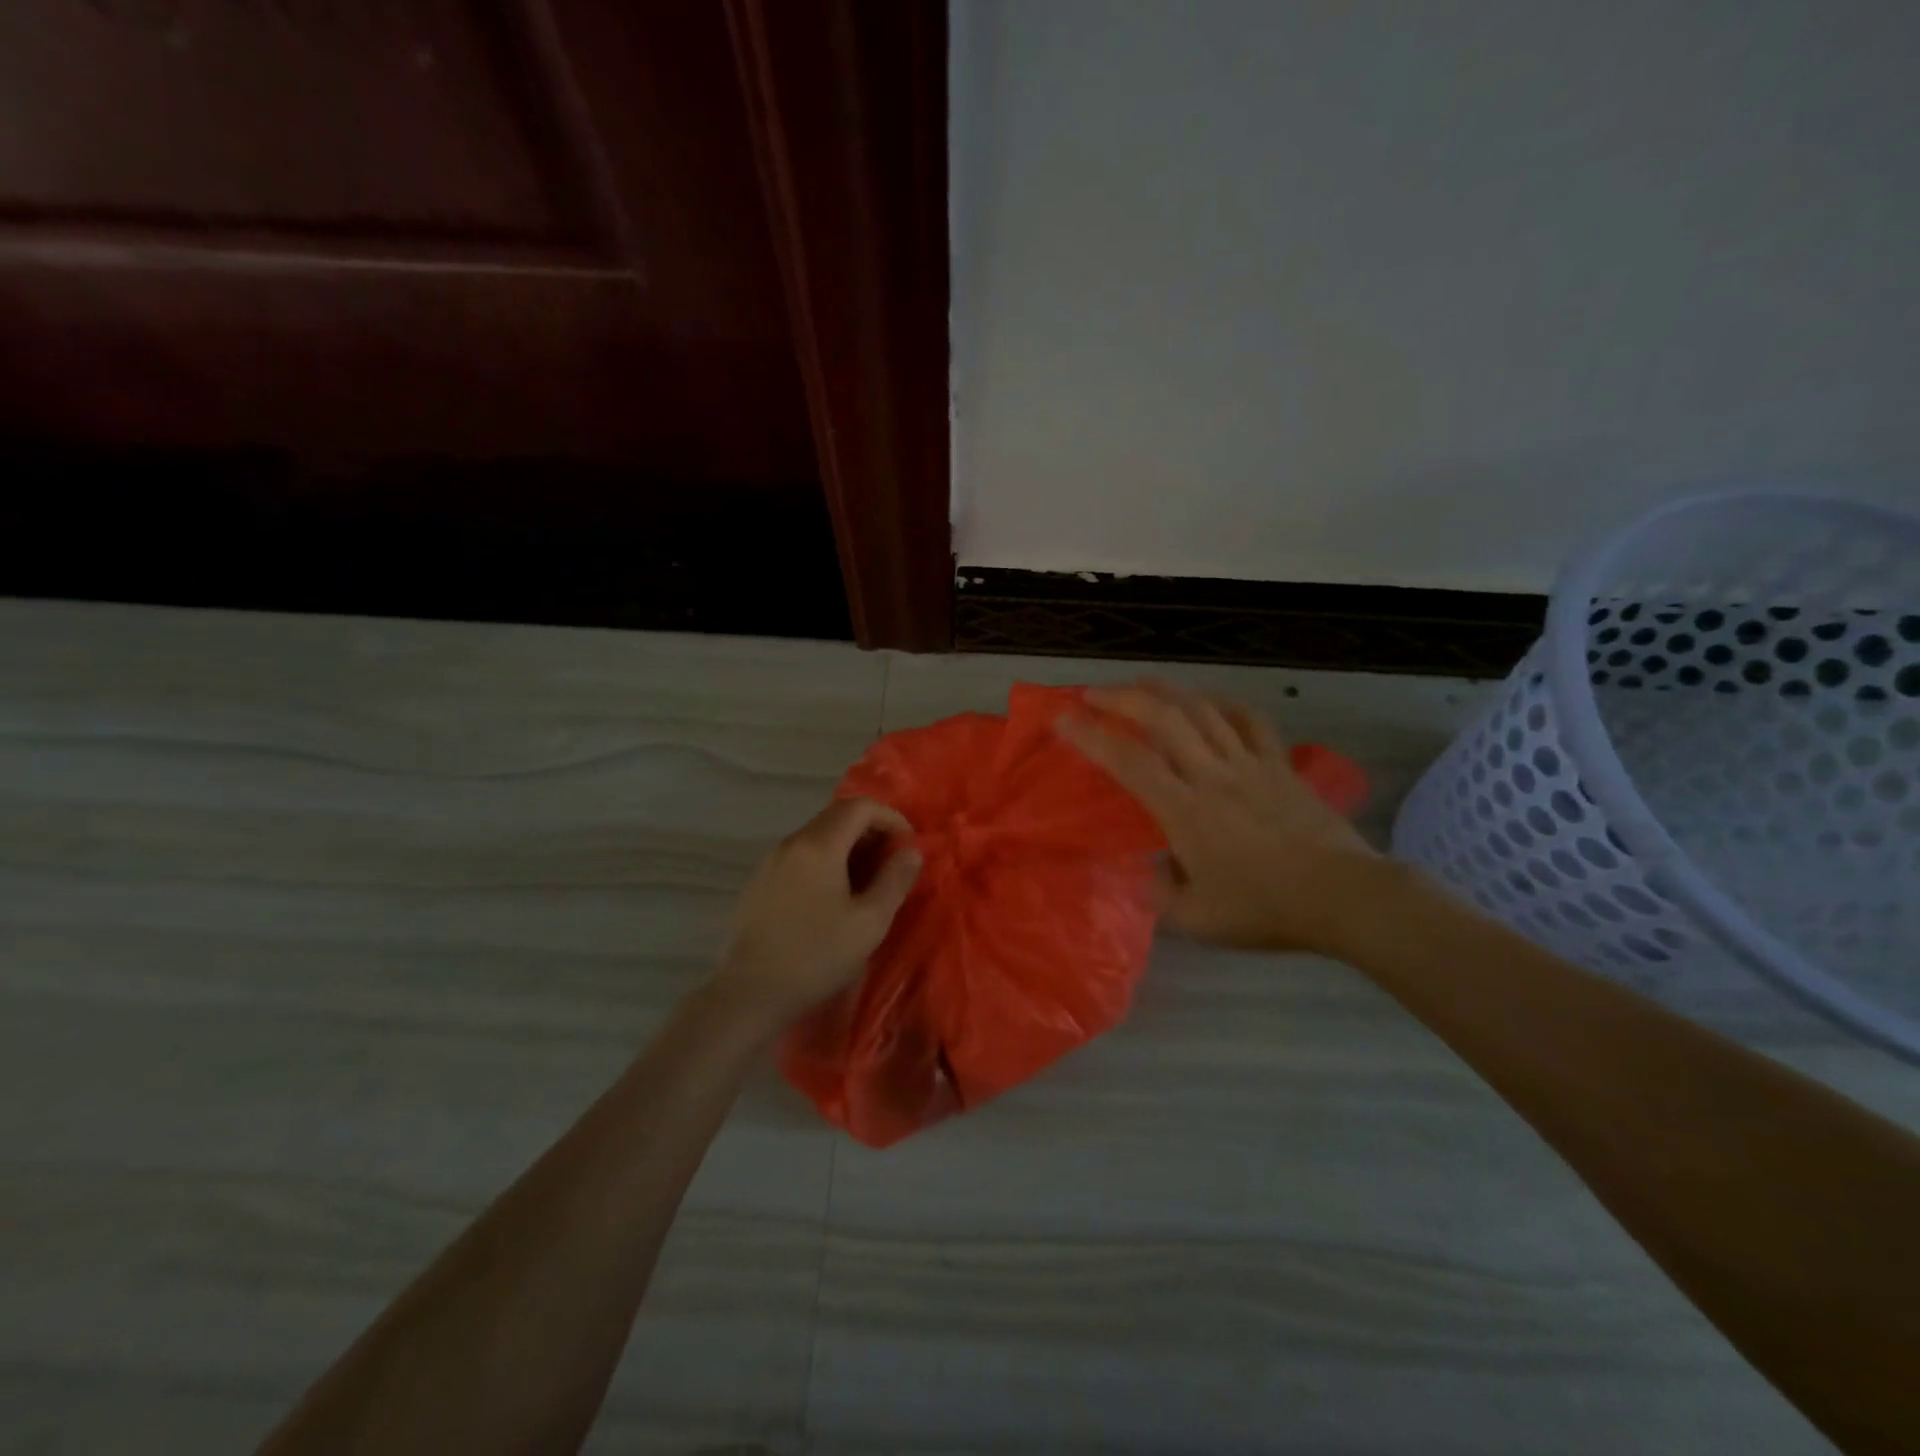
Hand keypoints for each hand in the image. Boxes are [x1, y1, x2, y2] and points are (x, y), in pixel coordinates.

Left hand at [714, 797, 921, 1022]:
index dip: (890, 818)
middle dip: (871, 831)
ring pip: (817, 836)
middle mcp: (791, 842)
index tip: (908, 845)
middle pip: (837, 816)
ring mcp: (770, 861)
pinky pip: (800, 855)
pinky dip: (825, 861)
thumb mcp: (869, 922)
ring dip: (848, 847)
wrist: (748, 993)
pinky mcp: (759, 882)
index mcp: (819, 845)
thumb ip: (895, 880)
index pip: (860, 806)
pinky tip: (832, 896)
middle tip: (892, 862)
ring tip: (867, 881)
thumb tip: (911, 851)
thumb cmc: (816, 956)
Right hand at [1057, 681, 1379, 952]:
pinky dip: (1224, 704)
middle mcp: (1212, 775)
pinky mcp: (1280, 765)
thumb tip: (1155, 866)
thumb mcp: (1198, 920)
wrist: (1343, 896)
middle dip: (1122, 698)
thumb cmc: (1265, 910)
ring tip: (1141, 685)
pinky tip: (1210, 702)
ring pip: (1203, 710)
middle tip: (1093, 693)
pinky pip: (1250, 721)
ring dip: (1166, 691)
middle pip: (1163, 718)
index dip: (1091, 736)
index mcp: (1185, 811)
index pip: (1128, 761)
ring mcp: (1250, 764)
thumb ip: (1162, 893)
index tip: (1062, 721)